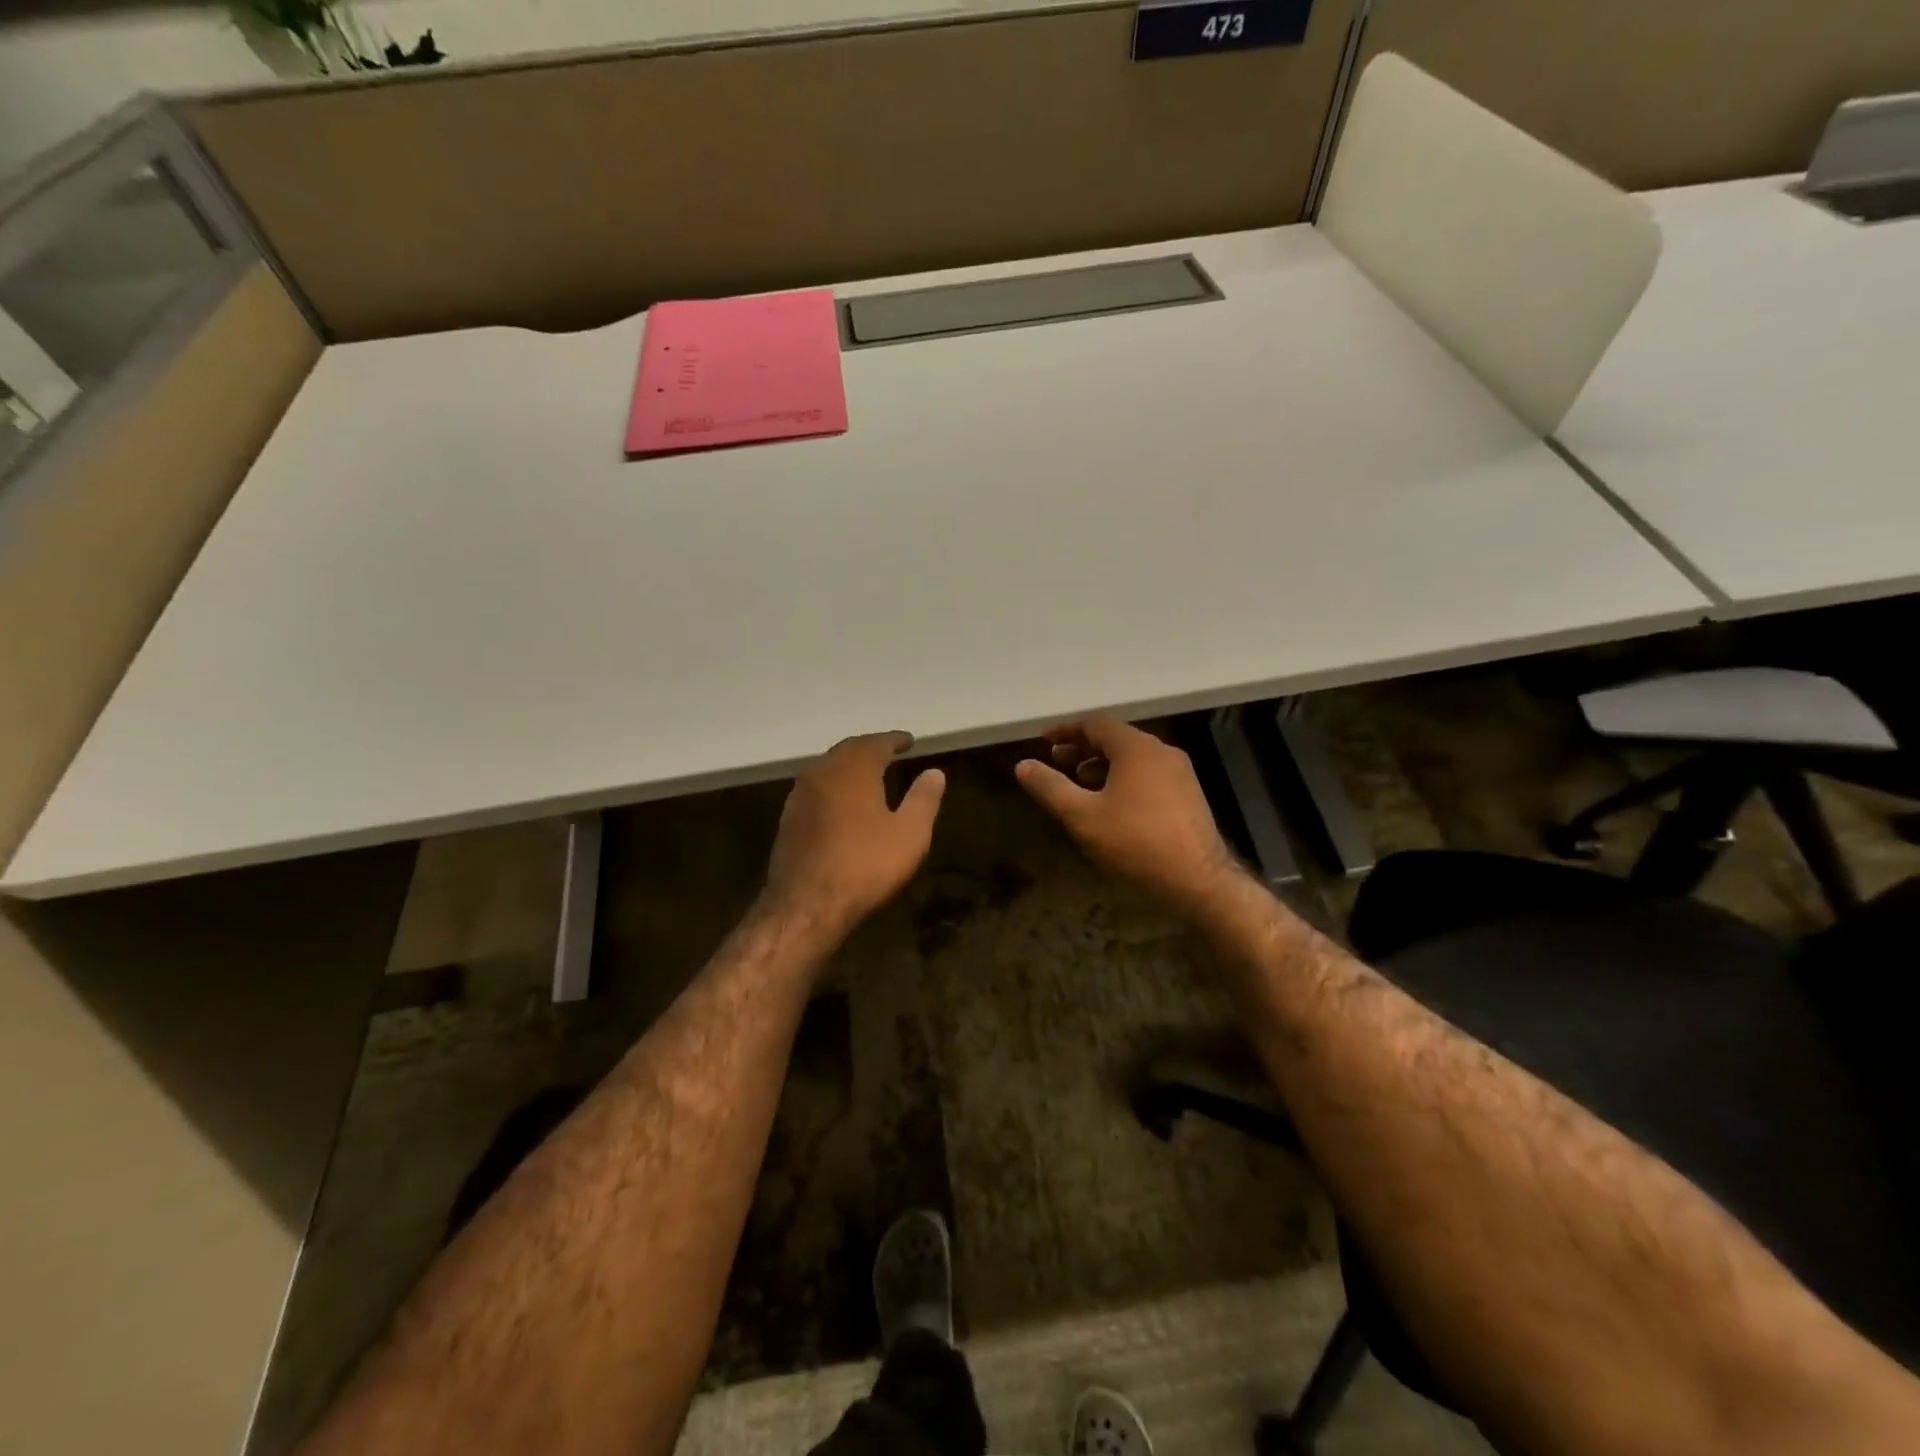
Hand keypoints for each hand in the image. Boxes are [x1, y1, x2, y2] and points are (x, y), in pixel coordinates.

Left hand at [764, 731, 945, 935]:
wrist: (806, 904)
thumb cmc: (865, 864)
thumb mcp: (909, 833)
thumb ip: (924, 799)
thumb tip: (935, 772)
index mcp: (853, 769)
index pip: (876, 743)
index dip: (895, 740)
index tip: (909, 741)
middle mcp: (822, 772)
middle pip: (848, 750)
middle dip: (870, 749)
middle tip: (889, 752)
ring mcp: (799, 795)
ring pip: (828, 768)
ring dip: (848, 766)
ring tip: (867, 774)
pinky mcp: (788, 818)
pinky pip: (816, 790)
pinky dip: (833, 787)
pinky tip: (842, 802)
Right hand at [1016, 717, 1237, 913]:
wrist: (1197, 879)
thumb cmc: (1135, 842)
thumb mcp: (1082, 816)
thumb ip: (1050, 787)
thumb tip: (1023, 766)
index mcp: (1136, 748)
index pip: (1096, 724)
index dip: (1066, 730)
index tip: (1045, 741)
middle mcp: (1161, 751)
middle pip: (1116, 739)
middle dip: (1083, 749)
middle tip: (1057, 762)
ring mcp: (1179, 772)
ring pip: (1133, 758)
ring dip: (1102, 765)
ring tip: (1079, 784)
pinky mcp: (1188, 794)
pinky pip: (1148, 774)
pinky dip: (1123, 778)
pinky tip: (1111, 804)